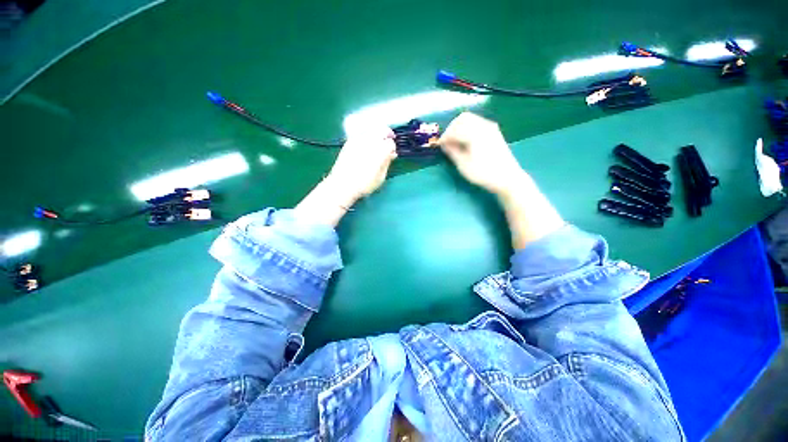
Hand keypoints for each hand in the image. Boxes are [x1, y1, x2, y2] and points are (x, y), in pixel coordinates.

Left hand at [326, 125, 397, 203]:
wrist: (343, 185)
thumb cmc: (364, 184)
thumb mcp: (381, 177)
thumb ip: (387, 162)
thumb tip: (391, 154)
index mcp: (380, 151)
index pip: (390, 143)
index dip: (392, 148)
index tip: (391, 154)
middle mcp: (370, 141)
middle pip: (382, 130)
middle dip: (386, 136)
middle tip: (387, 145)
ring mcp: (358, 139)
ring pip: (372, 130)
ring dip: (377, 135)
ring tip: (377, 145)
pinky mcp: (349, 141)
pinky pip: (362, 134)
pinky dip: (367, 137)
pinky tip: (366, 147)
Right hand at [440, 112, 562, 248]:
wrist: (512, 183)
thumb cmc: (488, 177)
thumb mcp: (466, 166)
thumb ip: (453, 152)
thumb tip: (443, 143)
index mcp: (478, 134)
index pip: (456, 125)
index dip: (445, 135)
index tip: (439, 146)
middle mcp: (487, 128)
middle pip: (463, 119)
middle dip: (451, 130)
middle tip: (445, 146)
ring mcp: (493, 132)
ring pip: (471, 122)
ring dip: (460, 132)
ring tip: (454, 148)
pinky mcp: (496, 138)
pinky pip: (478, 129)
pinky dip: (468, 134)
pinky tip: (466, 148)